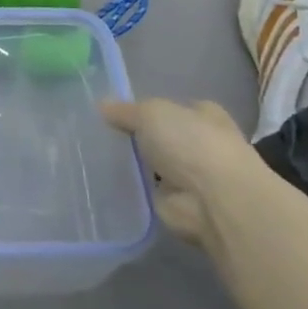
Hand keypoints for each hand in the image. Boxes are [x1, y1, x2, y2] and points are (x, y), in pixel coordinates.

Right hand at [101, 99, 262, 244]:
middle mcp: (199, 144)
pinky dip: (130, 188)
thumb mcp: (151, 113)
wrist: (215, 201)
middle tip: (97, 133)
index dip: (146, 108)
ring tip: (92, 156)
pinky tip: (104, 181)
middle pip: (161, 137)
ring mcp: (189, 176)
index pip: (173, 107)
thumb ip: (126, 111)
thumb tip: (102, 105)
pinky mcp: (176, 203)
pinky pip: (146, 190)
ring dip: (133, 164)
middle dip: (136, 137)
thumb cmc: (190, 143)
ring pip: (152, 164)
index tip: (114, 111)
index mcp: (203, 115)